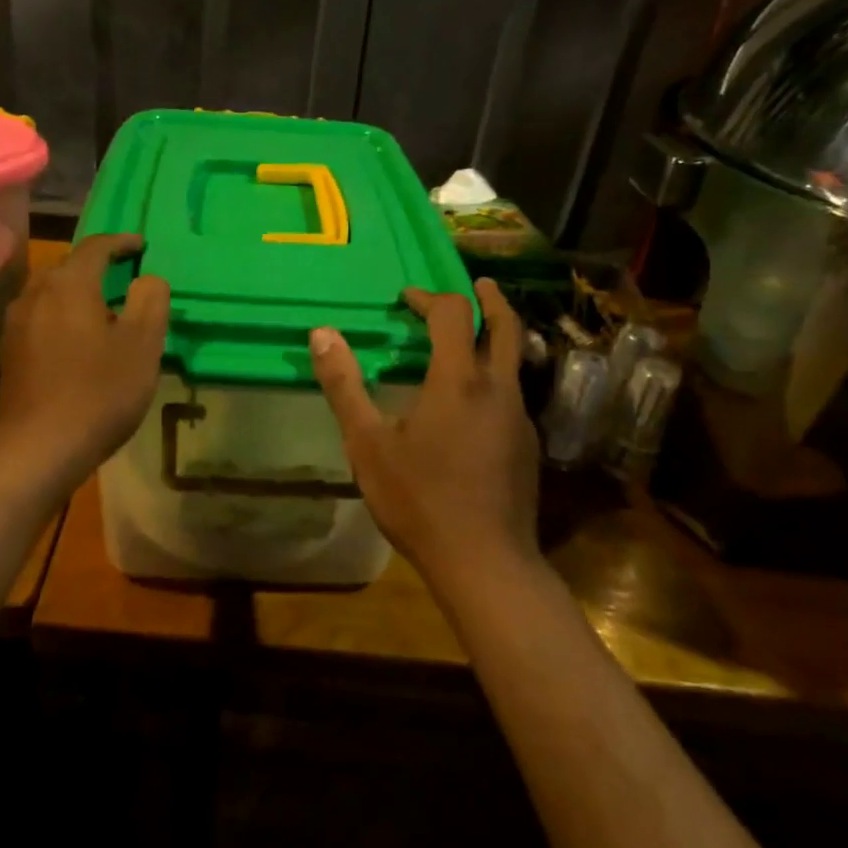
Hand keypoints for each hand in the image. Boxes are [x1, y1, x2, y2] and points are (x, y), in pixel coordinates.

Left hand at [0, 234, 169, 485]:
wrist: (39, 449)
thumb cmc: (99, 392)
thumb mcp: (143, 346)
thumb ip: (150, 301)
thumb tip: (147, 278)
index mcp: (69, 285)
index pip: (95, 247)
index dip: (120, 242)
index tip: (142, 246)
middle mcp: (35, 294)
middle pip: (67, 267)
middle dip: (96, 266)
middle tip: (123, 277)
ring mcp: (15, 325)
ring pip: (49, 293)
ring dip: (75, 292)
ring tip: (100, 309)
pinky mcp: (8, 354)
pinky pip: (38, 318)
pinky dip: (60, 316)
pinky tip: (74, 341)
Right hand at [310, 279, 538, 582]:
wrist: (484, 562)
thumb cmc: (419, 499)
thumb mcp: (367, 443)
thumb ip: (344, 385)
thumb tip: (321, 333)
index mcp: (458, 380)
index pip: (452, 315)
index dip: (429, 298)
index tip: (406, 299)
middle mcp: (498, 389)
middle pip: (504, 326)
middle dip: (488, 301)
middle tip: (476, 285)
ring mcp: (518, 418)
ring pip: (515, 360)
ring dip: (497, 336)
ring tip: (474, 336)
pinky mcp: (527, 446)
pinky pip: (513, 393)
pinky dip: (497, 374)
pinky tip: (475, 400)